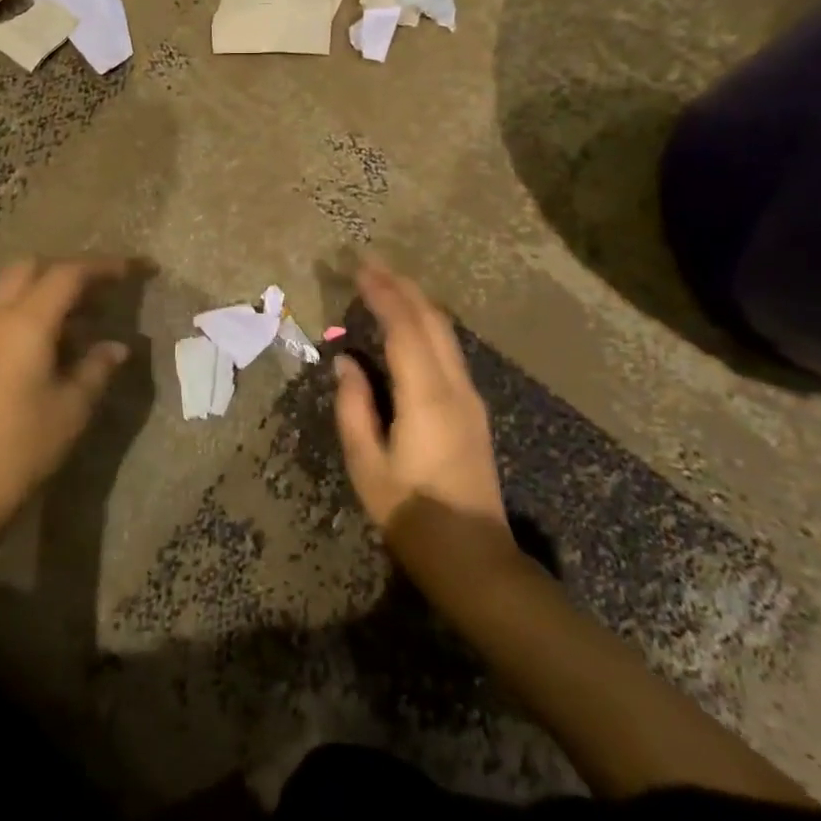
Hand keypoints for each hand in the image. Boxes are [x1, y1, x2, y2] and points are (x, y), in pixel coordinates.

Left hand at [0, 256, 131, 542]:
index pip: (68, 274)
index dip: (104, 267)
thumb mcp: (71, 409)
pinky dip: (26, 312)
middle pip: (31, 268)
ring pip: (10, 289)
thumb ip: (97, 368)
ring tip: (80, 322)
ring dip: (45, 291)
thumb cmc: (19, 450)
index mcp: (25, 323)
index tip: (133, 270)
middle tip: (101, 293)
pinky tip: (47, 346)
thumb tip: (117, 347)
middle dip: (69, 270)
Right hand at [333, 258, 505, 534]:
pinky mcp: (473, 409)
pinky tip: (410, 324)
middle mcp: (454, 386)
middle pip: (431, 320)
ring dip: (416, 302)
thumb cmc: (412, 514)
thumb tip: (346, 362)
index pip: (404, 327)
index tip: (359, 267)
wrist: (474, 558)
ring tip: (387, 283)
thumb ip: (353, 407)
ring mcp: (469, 397)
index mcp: (426, 396)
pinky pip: (449, 350)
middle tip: (371, 263)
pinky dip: (426, 324)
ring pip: (445, 332)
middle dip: (401, 286)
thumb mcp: (367, 465)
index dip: (382, 293)